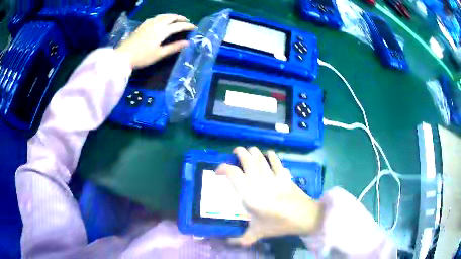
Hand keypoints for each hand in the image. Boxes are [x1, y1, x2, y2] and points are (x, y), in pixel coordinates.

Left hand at [115, 14, 195, 68]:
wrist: (123, 56)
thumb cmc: (142, 57)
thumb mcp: (159, 54)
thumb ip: (174, 47)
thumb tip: (187, 43)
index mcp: (162, 31)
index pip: (178, 26)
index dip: (188, 26)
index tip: (195, 28)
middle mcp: (156, 24)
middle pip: (171, 17)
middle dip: (181, 18)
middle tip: (187, 21)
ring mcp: (148, 24)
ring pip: (163, 15)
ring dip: (172, 16)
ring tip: (176, 19)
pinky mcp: (142, 25)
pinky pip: (155, 17)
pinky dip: (162, 17)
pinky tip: (161, 20)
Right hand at [216, 147, 322, 245]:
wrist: (302, 216)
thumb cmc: (278, 224)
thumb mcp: (257, 233)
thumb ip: (242, 238)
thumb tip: (229, 243)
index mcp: (248, 194)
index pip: (232, 174)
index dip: (223, 168)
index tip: (218, 171)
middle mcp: (258, 181)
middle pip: (247, 160)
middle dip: (239, 153)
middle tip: (235, 153)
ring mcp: (272, 177)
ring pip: (260, 157)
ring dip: (253, 152)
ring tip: (249, 151)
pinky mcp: (284, 176)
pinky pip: (276, 161)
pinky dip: (272, 155)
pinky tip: (269, 153)